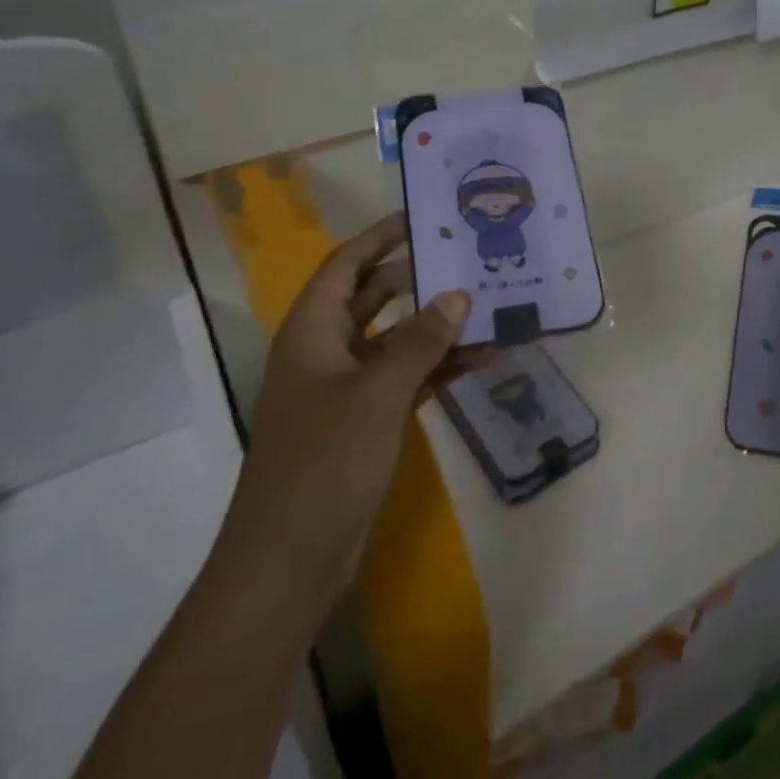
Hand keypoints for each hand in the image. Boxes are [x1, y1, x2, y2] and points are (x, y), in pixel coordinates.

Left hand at [221, 213, 471, 620]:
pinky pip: (405, 377)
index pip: (346, 265)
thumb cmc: (324, 463)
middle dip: (418, 279)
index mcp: (312, 332)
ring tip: (490, 308)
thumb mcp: (377, 394)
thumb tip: (458, 295)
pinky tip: (481, 359)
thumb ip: (420, 341)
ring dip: (437, 327)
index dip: (380, 237)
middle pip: (373, 298)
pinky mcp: (364, 420)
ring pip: (395, 340)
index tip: (422, 218)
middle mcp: (325, 351)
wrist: (289, 560)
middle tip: (467, 260)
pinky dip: (437, 367)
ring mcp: (345, 388)